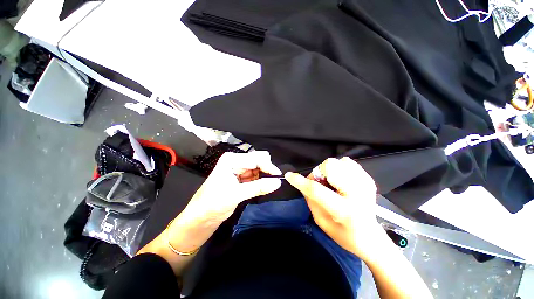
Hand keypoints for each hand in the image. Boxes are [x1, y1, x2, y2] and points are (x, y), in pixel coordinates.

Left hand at [139, 151, 281, 271]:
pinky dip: (260, 181)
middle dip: (267, 170)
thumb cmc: (213, 204)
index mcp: (231, 160)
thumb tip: (278, 182)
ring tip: (269, 186)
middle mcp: (235, 162)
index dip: (268, 166)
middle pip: (258, 161)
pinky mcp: (240, 178)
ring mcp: (238, 170)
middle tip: (275, 181)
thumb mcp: (236, 195)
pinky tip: (263, 187)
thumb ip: (258, 187)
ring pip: (258, 169)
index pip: (256, 158)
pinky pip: (255, 177)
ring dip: (264, 176)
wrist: (199, 219)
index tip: (278, 177)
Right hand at [285, 157, 385, 260]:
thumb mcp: (321, 221)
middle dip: (319, 173)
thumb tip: (303, 182)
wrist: (371, 237)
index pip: (316, 190)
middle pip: (330, 166)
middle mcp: (357, 193)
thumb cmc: (343, 234)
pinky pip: (347, 162)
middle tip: (320, 184)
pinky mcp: (368, 179)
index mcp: (344, 210)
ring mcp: (365, 184)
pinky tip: (341, 181)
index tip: (289, 175)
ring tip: (332, 184)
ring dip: (328, 171)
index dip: (300, 181)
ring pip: (338, 162)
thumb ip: (310, 199)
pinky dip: (339, 169)